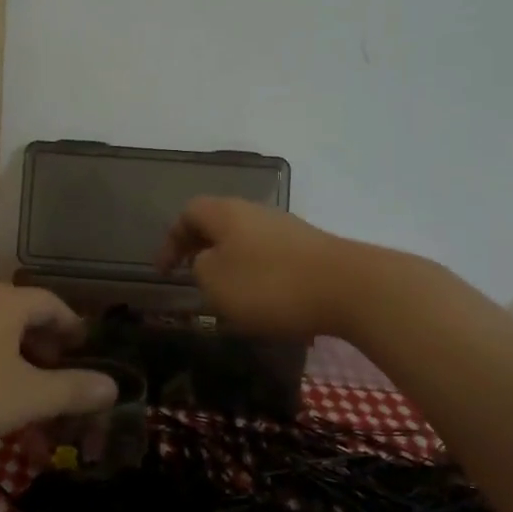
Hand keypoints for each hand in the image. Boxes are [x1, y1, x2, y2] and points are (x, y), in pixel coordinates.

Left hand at [0, 285, 117, 444]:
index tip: (85, 352)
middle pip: (22, 324)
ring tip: (26, 416)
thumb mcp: (27, 395)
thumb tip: (112, 386)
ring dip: (16, 377)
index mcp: (7, 303)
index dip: (73, 329)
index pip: (52, 305)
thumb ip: (72, 390)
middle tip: (58, 389)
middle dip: (45, 360)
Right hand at [157, 196, 361, 340]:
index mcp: (225, 213)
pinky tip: (263, 300)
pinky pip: (269, 255)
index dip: (170, 241)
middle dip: (200, 249)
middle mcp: (254, 211)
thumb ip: (200, 269)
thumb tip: (207, 261)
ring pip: (244, 240)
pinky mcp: (310, 248)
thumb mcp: (216, 282)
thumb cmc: (269, 284)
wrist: (349, 288)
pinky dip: (256, 273)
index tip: (164, 272)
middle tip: (190, 277)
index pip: (188, 214)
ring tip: (226, 294)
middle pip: (217, 223)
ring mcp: (286, 228)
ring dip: (229, 262)